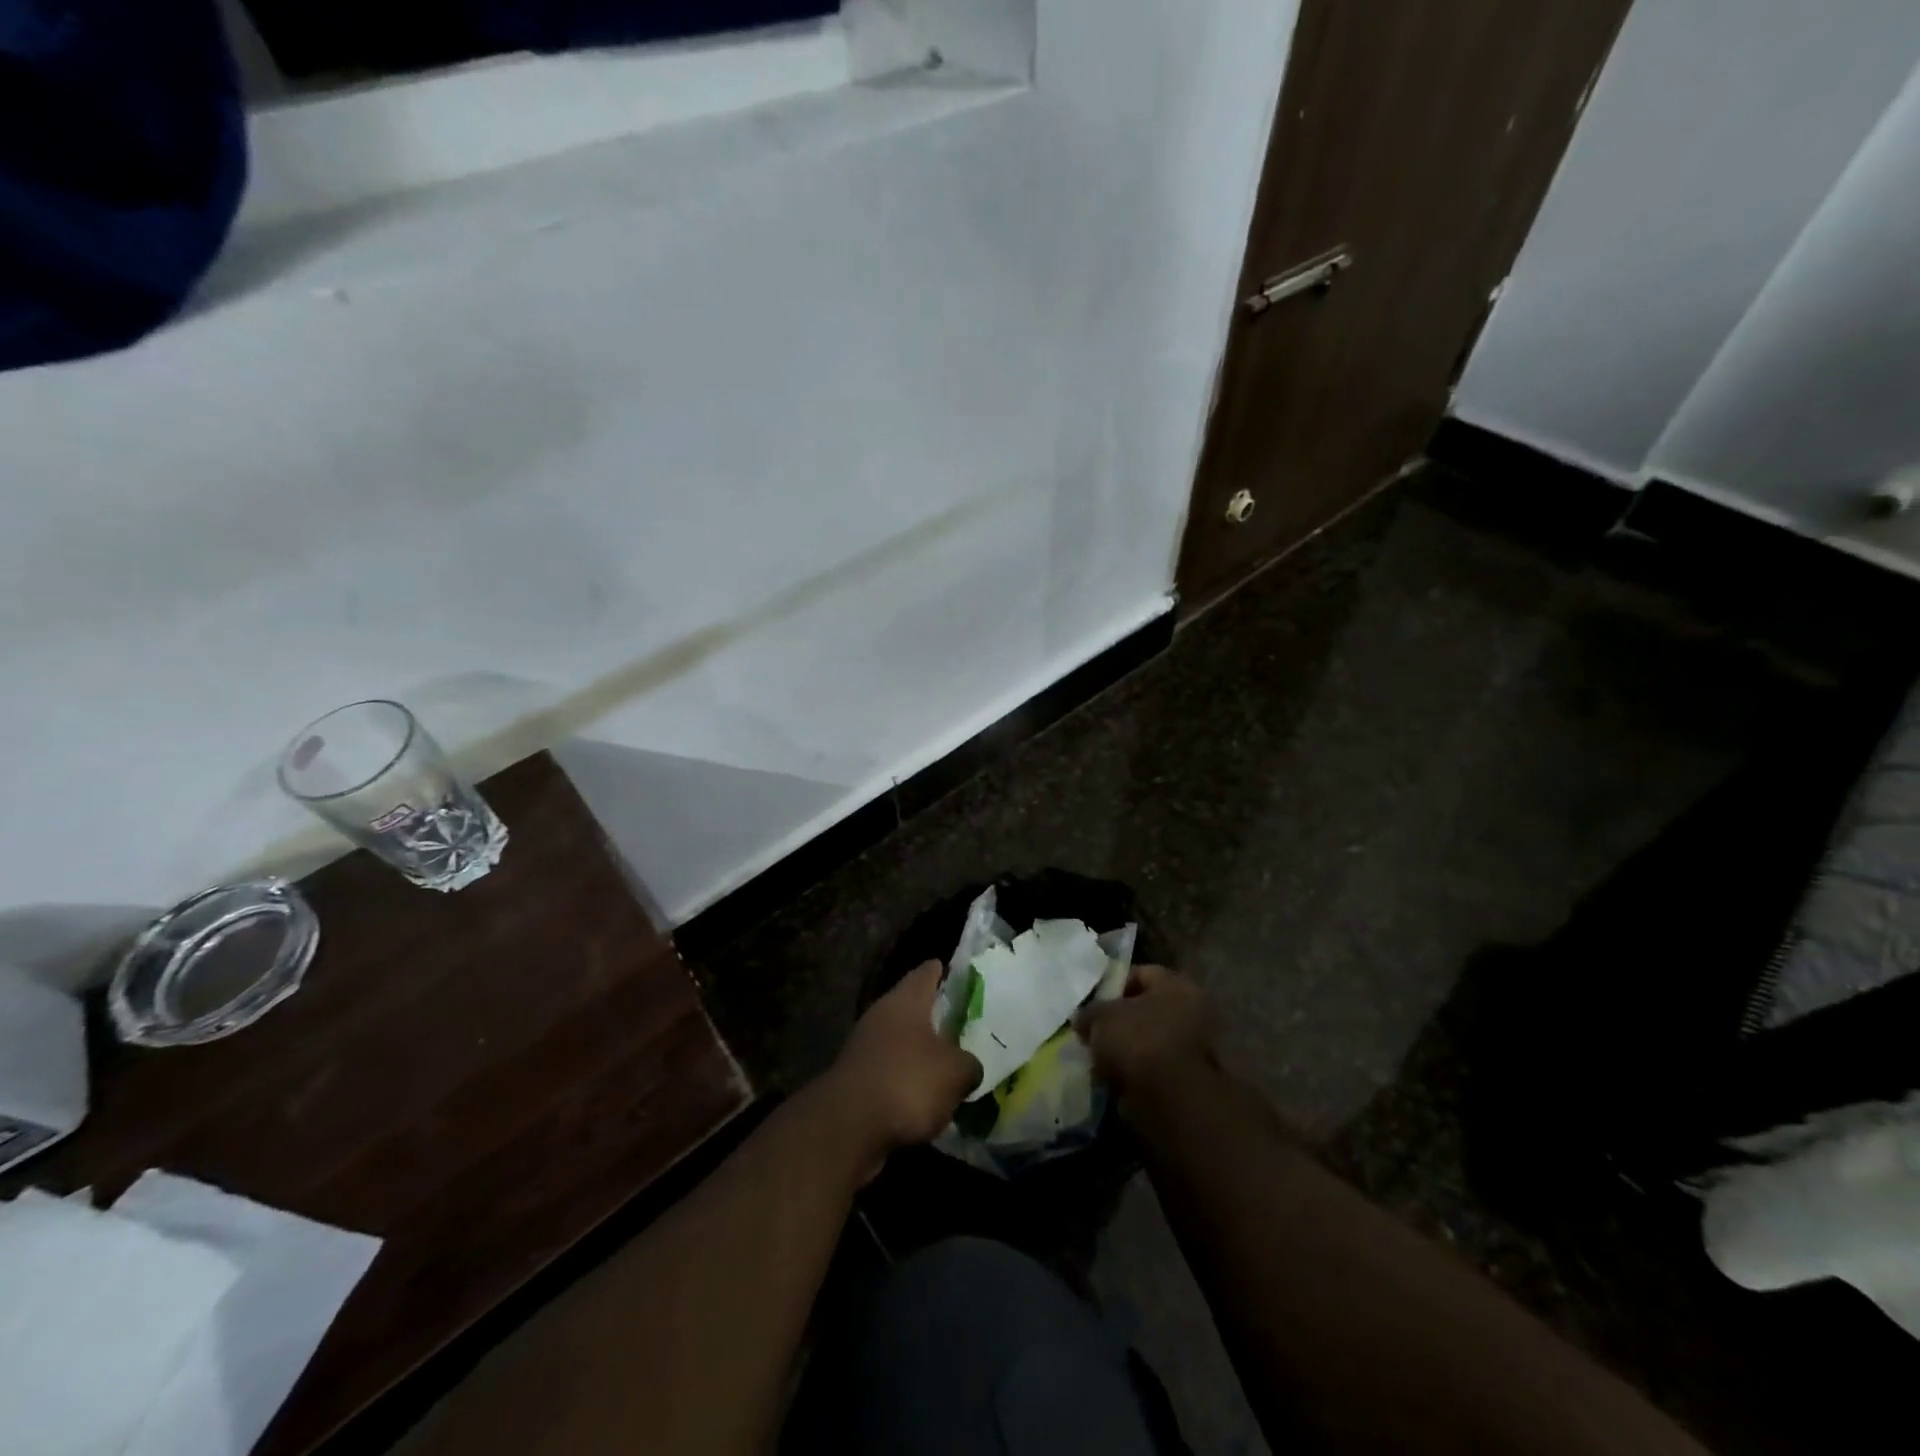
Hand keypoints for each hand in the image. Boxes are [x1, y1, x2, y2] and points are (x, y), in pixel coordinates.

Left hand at [819, 962, 981, 1174]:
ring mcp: (864, 1047)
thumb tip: (969, 1066)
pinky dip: (906, 1080)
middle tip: (962, 1023)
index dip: (943, 971)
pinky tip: (925, 1098)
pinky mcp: (856, 1079)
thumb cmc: (907, 1082)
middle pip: (912, 1007)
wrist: (848, 1127)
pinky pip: (890, 1071)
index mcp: (905, 1000)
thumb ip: (969, 1064)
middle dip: (935, 1015)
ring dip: (920, 1051)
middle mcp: (882, 1015)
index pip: (926, 972)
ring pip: (901, 1041)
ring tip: (948, 1065)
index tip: (957, 972)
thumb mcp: (955, 1073)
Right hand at [1076, 965, 1215, 1107]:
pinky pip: (1151, 1068)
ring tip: (1098, 1058)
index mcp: (1177, 985)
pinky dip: (1133, 1073)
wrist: (1168, 1100)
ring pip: (1148, 1041)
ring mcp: (1193, 1049)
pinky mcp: (1186, 1081)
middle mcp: (1192, 1011)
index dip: (1112, 985)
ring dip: (1125, 1049)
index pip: (1140, 973)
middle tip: (1093, 1031)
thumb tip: (1083, 1019)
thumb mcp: (1100, 1017)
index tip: (1092, 1002)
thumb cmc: (1138, 1041)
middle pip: (1145, 1009)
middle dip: (1118, 1021)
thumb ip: (1089, 1012)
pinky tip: (1111, 1079)